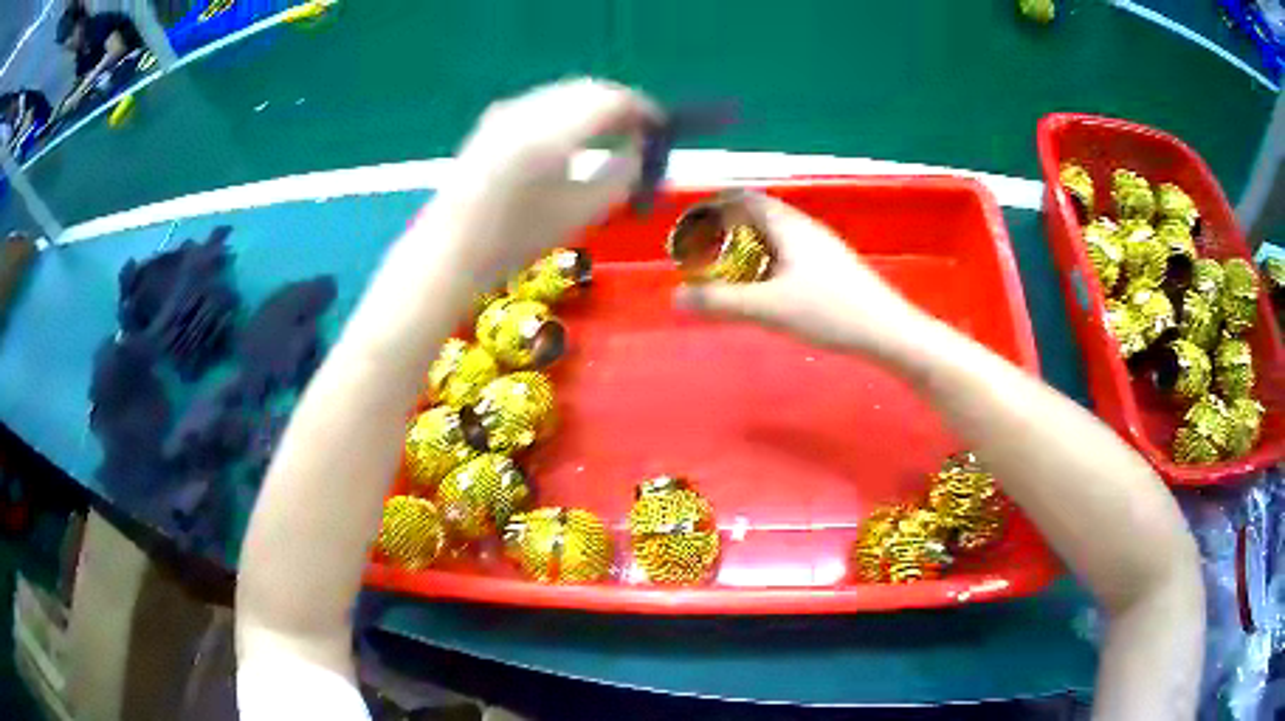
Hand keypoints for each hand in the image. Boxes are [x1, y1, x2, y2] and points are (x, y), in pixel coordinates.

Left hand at [432, 78, 658, 285]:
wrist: (452, 251)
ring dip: (593, 106)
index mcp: (552, 133)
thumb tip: (640, 148)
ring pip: (565, 93)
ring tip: (611, 133)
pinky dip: (567, 111)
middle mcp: (528, 111)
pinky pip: (543, 102)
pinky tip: (573, 136)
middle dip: (619, 105)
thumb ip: (622, 174)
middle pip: (588, 90)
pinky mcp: (492, 120)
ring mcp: (506, 112)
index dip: (643, 110)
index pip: (612, 101)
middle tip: (640, 129)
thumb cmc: (518, 241)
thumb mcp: (582, 212)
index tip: (661, 127)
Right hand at [674, 191, 931, 358]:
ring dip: (746, 247)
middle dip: (725, 230)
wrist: (887, 330)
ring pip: (773, 234)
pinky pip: (787, 251)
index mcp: (786, 225)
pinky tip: (765, 290)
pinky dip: (765, 261)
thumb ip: (721, 301)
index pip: (741, 197)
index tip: (689, 229)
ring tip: (728, 275)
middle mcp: (802, 226)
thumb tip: (676, 296)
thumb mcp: (769, 308)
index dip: (711, 207)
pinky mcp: (830, 265)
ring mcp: (819, 245)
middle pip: (755, 214)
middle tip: (703, 256)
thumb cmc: (829, 311)